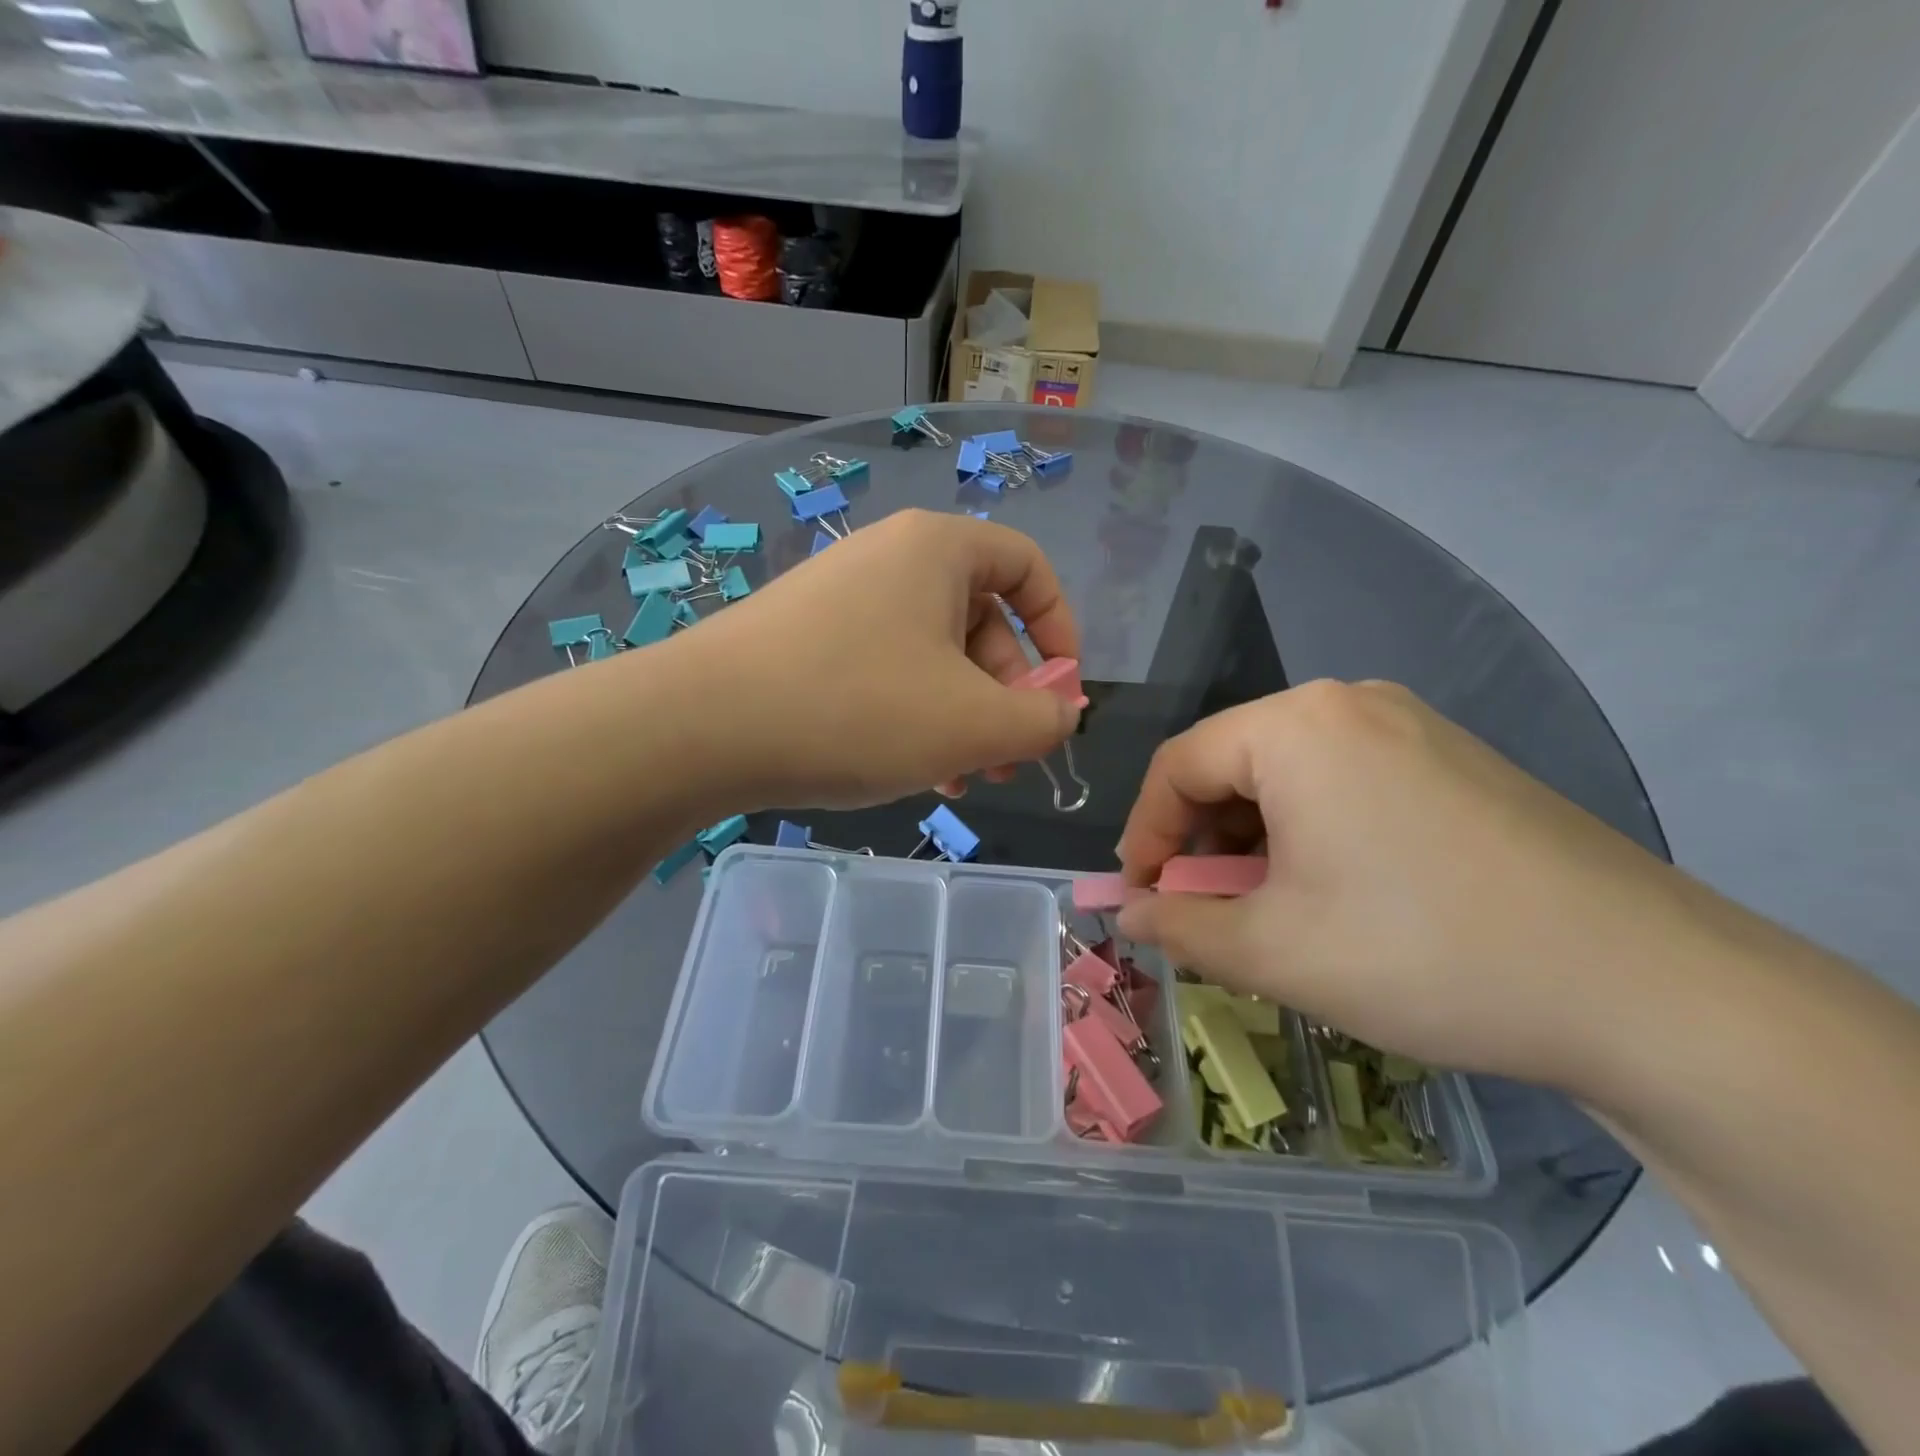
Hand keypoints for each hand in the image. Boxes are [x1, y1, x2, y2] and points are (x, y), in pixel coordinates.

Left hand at [681, 510, 1082, 810]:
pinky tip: (913, 771)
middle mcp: (889, 558)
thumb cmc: (858, 710)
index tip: (1060, 694)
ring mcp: (842, 598)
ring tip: (964, 779)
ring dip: (962, 716)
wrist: (701, 728)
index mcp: (938, 550)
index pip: (1028, 567)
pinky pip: (885, 670)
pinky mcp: (806, 640)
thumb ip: (1040, 719)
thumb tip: (1063, 711)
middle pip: (981, 619)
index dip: (1060, 629)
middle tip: (1007, 760)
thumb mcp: (973, 724)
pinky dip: (913, 715)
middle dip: (1007, 694)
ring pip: (932, 654)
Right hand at [1114, 680, 1698, 1090]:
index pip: (1176, 766)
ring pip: (1289, 775)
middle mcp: (1349, 705)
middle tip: (1206, 912)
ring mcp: (1412, 727)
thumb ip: (1179, 928)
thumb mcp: (1275, 952)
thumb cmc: (1426, 954)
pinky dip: (1312, 832)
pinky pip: (1346, 782)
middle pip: (1232, 764)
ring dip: (1256, 840)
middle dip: (1202, 842)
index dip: (1144, 836)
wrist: (1652, 991)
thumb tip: (1129, 914)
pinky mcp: (1455, 761)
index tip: (1141, 899)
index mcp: (1295, 727)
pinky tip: (1336, 893)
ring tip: (1269, 910)